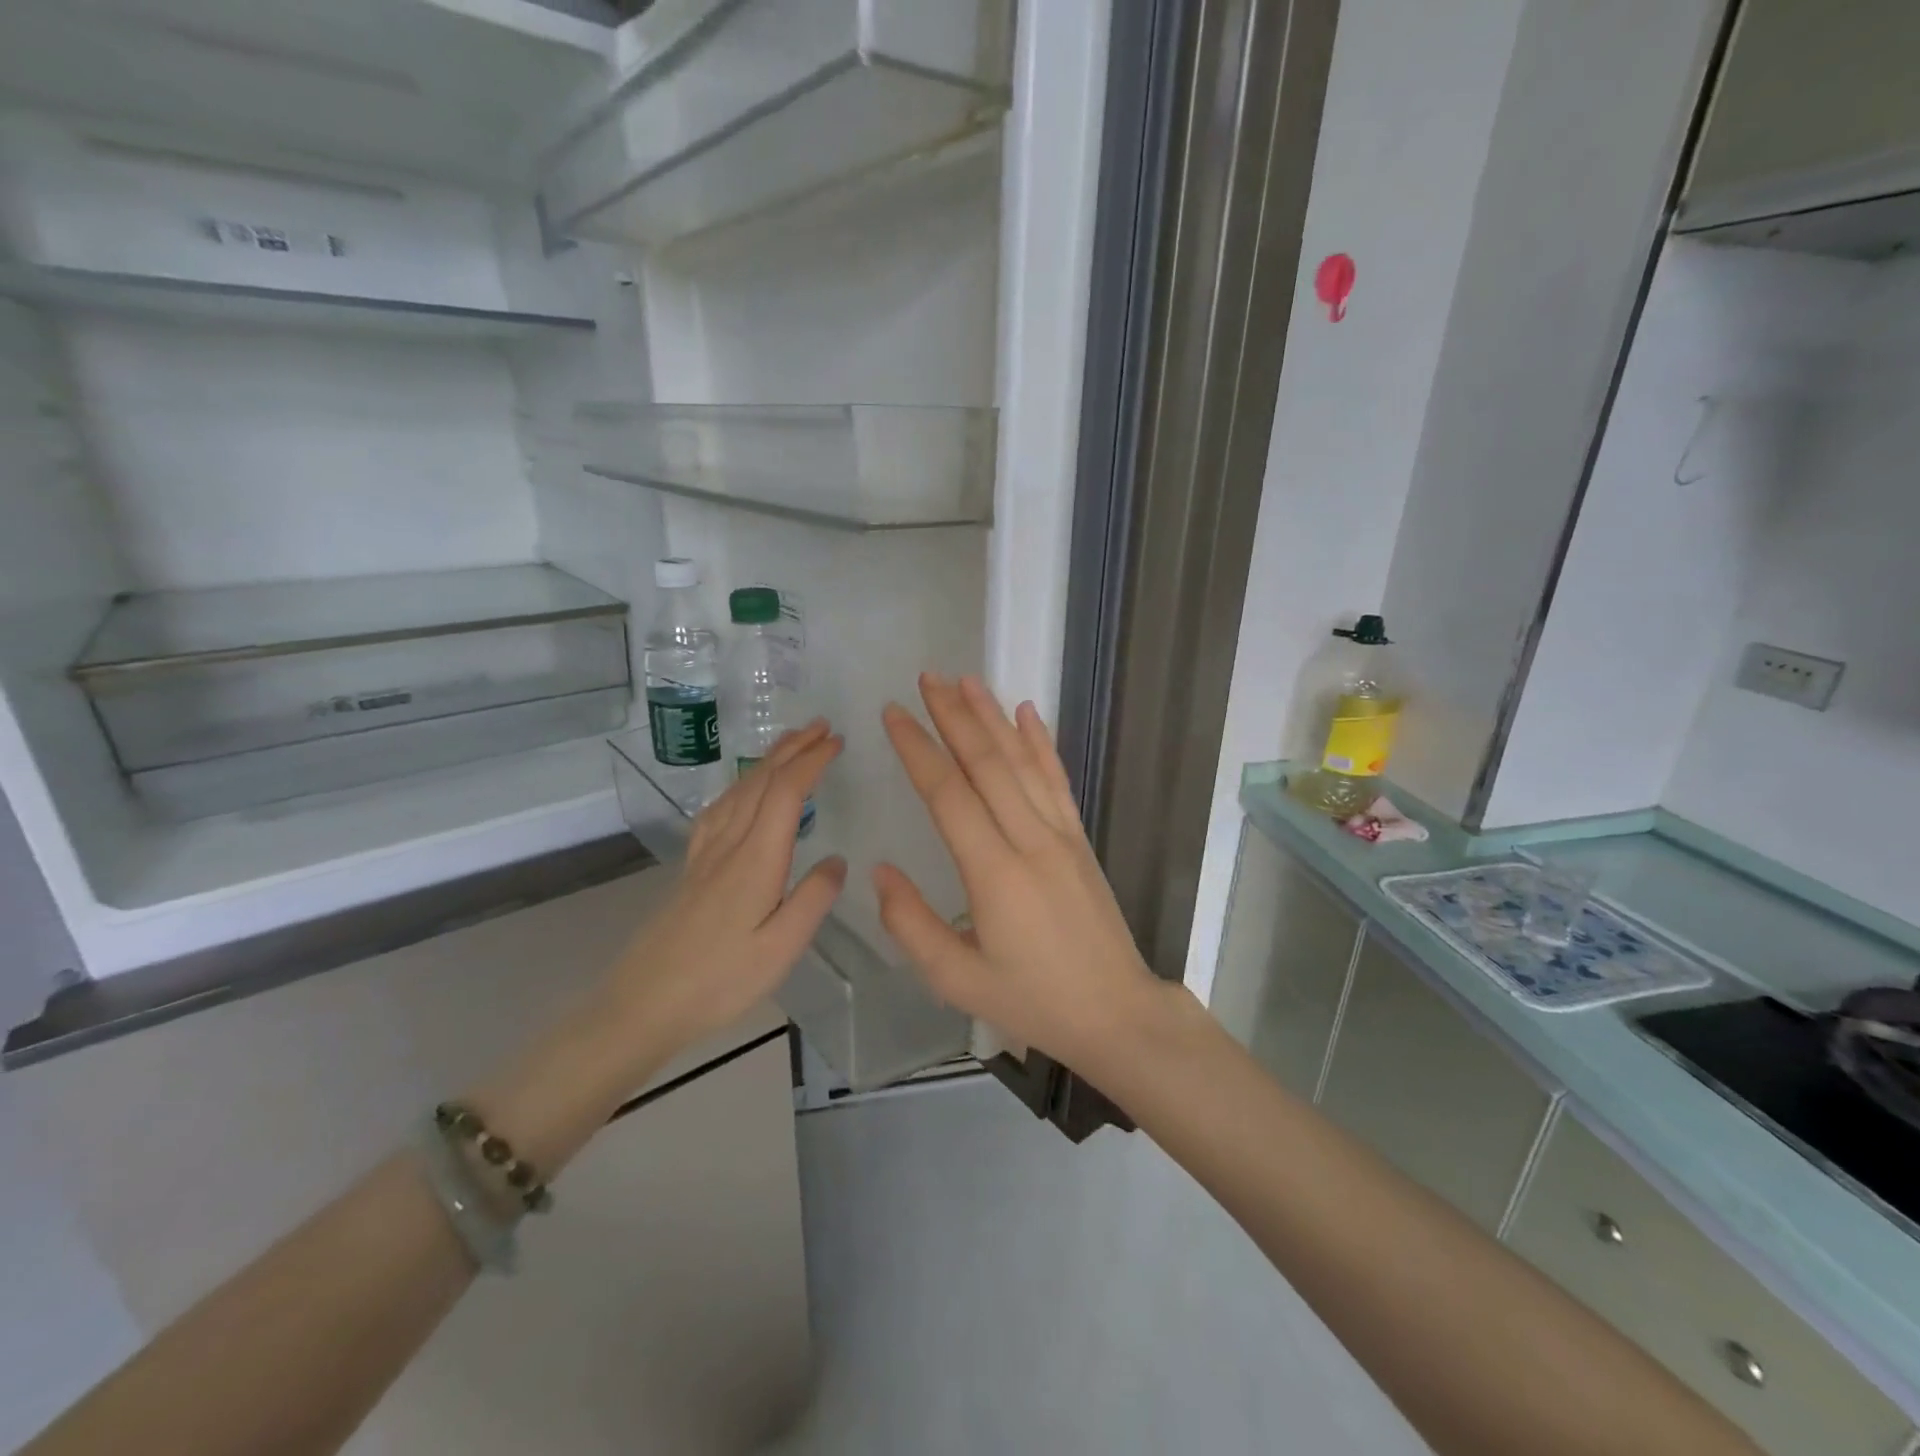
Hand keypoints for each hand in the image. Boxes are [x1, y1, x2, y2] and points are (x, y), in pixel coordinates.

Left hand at [606, 721, 846, 1059]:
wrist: (642, 1004)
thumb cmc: (719, 981)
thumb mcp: (781, 950)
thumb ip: (813, 900)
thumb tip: (837, 860)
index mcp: (755, 860)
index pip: (785, 793)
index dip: (811, 762)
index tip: (837, 742)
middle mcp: (728, 845)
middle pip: (760, 782)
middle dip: (792, 749)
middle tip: (821, 727)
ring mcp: (705, 855)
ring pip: (737, 791)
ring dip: (766, 761)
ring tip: (790, 744)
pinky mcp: (691, 869)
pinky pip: (717, 810)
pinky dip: (738, 786)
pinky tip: (741, 791)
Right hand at [875, 675, 1162, 1078]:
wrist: (1116, 1011)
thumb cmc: (1032, 1001)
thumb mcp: (957, 980)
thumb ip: (912, 925)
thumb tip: (880, 871)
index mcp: (994, 874)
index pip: (948, 795)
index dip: (918, 749)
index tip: (893, 714)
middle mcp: (1029, 840)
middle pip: (986, 763)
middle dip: (953, 716)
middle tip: (926, 678)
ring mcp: (1060, 835)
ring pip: (1021, 762)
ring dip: (992, 717)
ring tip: (966, 680)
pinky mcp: (1079, 838)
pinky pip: (1056, 780)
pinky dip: (1040, 742)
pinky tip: (1027, 712)